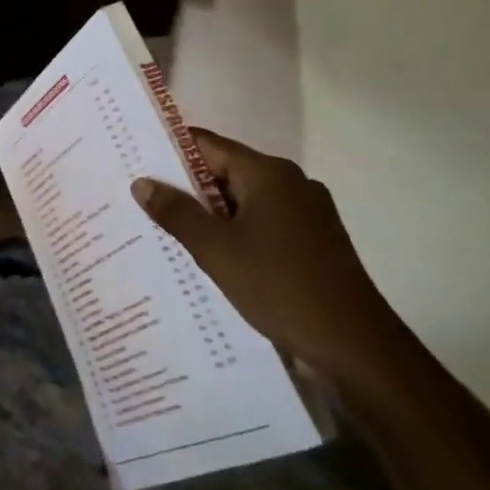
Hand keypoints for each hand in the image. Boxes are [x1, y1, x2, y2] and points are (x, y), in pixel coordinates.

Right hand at [131, 130, 417, 396]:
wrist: (354, 345)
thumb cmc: (280, 287)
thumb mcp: (216, 250)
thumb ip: (177, 213)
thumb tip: (142, 182)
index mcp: (269, 174)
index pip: (208, 145)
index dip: (170, 152)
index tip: (135, 162)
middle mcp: (291, 183)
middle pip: (225, 172)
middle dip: (186, 188)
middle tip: (142, 202)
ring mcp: (306, 212)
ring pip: (243, 202)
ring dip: (210, 215)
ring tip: (167, 232)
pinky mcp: (313, 241)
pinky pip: (262, 224)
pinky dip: (235, 233)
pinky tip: (210, 257)